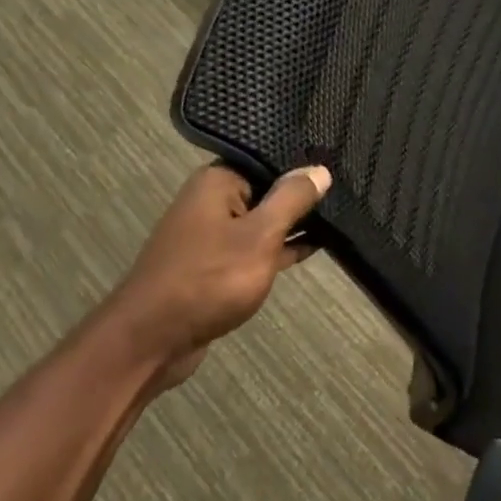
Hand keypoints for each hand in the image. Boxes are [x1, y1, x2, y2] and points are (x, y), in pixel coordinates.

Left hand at [98, 162, 330, 387]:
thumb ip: (292, 200)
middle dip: (302, 198)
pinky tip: (312, 248)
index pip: (269, 161)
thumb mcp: (260, 235)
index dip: (303, 167)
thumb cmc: (209, 279)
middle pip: (266, 190)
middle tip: (348, 194)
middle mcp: (211, 202)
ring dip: (293, 225)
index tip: (340, 169)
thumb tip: (320, 169)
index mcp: (217, 182)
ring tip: (340, 219)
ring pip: (262, 222)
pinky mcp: (216, 266)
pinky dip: (279, 249)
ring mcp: (212, 236)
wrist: (153, 339)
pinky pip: (255, 248)